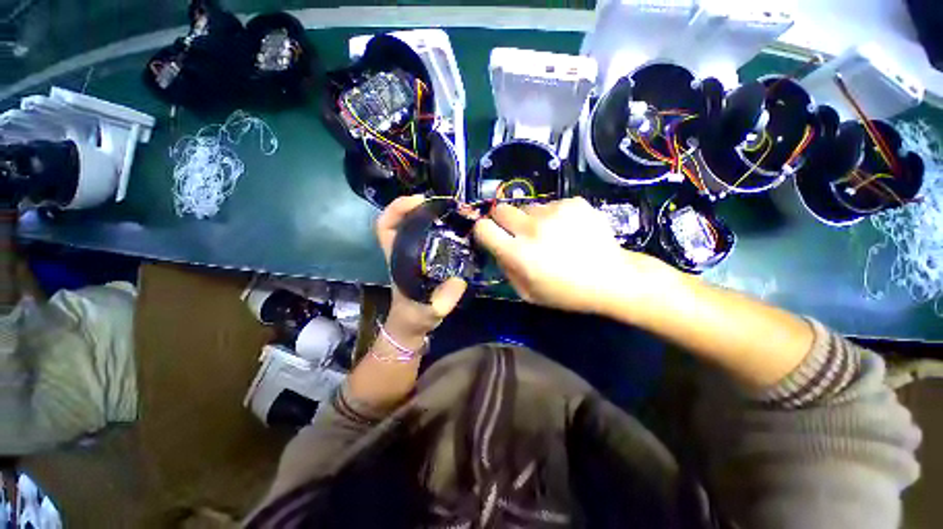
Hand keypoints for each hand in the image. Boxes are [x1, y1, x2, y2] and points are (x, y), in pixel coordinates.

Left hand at [376, 195, 466, 338]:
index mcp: (398, 258)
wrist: (414, 324)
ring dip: (435, 215)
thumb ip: (441, 301)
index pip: (385, 226)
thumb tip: (458, 280)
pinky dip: (445, 228)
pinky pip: (435, 236)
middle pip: (404, 219)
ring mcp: (417, 253)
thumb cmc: (415, 317)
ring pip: (420, 225)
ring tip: (455, 212)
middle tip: (446, 204)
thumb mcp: (427, 312)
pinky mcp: (429, 257)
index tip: (420, 202)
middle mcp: (405, 250)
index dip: (398, 209)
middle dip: (421, 206)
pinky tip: (460, 229)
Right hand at [473, 197, 673, 313]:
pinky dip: (554, 216)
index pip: (483, 228)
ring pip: (527, 207)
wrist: (611, 279)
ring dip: (531, 219)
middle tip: (517, 233)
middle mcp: (532, 228)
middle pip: (500, 209)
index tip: (491, 235)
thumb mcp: (527, 293)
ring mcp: (554, 212)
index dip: (483, 231)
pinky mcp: (573, 203)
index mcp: (518, 254)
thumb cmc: (566, 293)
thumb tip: (498, 248)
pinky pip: (551, 205)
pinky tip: (568, 230)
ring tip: (549, 234)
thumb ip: (506, 269)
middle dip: (503, 220)